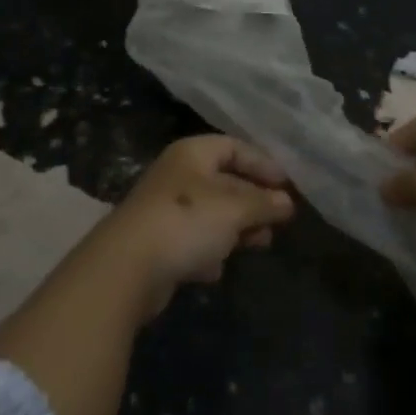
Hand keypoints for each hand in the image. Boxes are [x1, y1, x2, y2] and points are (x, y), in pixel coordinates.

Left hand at [94, 135, 295, 316]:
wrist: (127, 266)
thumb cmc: (186, 221)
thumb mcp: (233, 209)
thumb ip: (262, 203)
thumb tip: (287, 202)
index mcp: (192, 153)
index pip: (233, 146)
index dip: (262, 162)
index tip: (287, 184)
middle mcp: (178, 174)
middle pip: (224, 180)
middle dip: (253, 199)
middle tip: (279, 220)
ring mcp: (166, 208)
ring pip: (211, 212)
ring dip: (236, 227)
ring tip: (261, 244)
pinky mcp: (158, 243)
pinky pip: (193, 240)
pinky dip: (210, 250)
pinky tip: (218, 267)